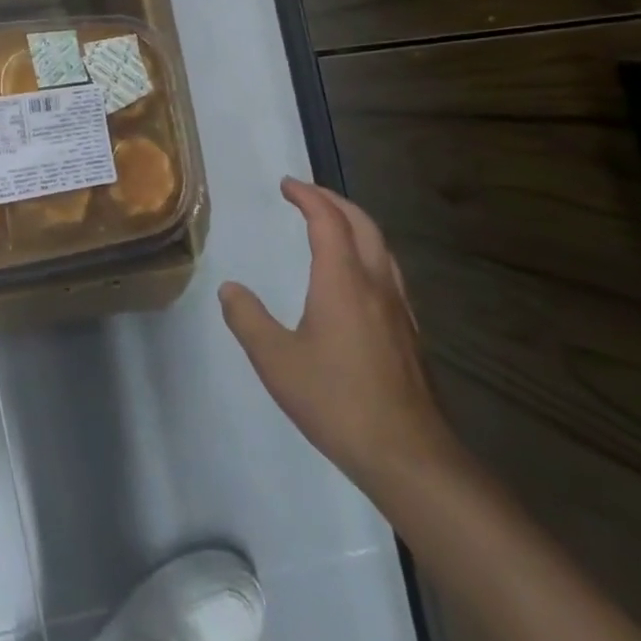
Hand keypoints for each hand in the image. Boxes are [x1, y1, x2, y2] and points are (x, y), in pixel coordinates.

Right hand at [219, 179, 459, 497]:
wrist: (408, 455)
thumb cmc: (336, 400)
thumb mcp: (274, 359)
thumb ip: (247, 318)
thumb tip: (230, 288)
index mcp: (342, 281)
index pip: (328, 221)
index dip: (307, 196)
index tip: (286, 184)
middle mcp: (375, 285)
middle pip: (363, 225)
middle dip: (335, 201)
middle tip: (307, 195)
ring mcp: (399, 310)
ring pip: (382, 248)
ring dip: (355, 225)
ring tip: (331, 226)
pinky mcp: (410, 335)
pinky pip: (389, 274)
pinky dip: (368, 254)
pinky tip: (357, 280)